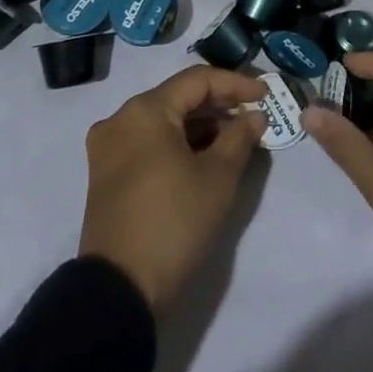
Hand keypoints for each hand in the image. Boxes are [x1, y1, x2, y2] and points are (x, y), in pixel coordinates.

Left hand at [78, 65, 265, 311]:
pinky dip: (178, 143)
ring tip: (236, 137)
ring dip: (200, 125)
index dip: (235, 83)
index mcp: (145, 110)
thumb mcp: (217, 178)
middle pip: (177, 97)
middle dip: (218, 104)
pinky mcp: (106, 173)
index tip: (266, 94)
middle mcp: (121, 119)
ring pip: (163, 120)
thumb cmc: (174, 223)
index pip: (197, 80)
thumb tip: (254, 116)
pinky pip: (149, 142)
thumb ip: (240, 137)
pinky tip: (205, 156)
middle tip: (254, 115)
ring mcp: (109, 147)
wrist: (120, 291)